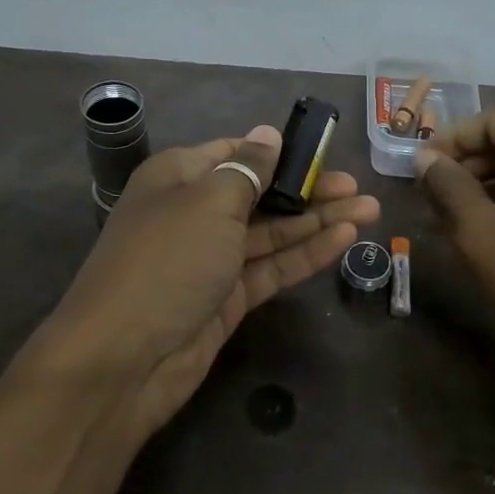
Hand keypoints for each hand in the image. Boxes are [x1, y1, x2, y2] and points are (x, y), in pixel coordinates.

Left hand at [36, 124, 378, 442]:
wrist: (124, 359)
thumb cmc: (166, 262)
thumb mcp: (208, 203)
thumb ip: (247, 170)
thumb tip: (268, 134)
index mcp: (179, 178)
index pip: (235, 153)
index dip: (279, 152)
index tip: (322, 151)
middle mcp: (195, 213)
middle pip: (260, 194)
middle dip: (309, 189)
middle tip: (358, 188)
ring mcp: (212, 259)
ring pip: (272, 233)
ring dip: (318, 221)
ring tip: (370, 210)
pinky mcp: (228, 298)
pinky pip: (272, 267)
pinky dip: (305, 254)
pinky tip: (344, 239)